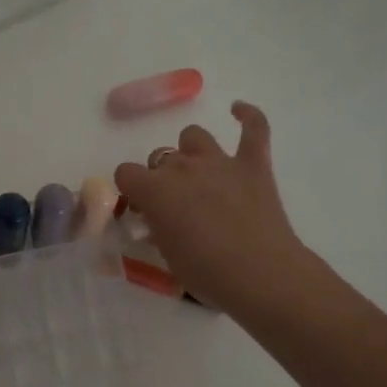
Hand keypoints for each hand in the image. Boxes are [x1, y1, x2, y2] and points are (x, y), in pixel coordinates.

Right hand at [113, 102, 314, 316]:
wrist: (260, 275)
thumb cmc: (206, 273)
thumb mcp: (167, 256)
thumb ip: (158, 230)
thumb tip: (159, 222)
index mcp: (155, 190)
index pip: (126, 173)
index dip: (131, 190)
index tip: (140, 209)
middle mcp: (183, 167)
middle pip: (160, 158)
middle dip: (162, 178)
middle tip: (174, 205)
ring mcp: (220, 161)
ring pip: (194, 136)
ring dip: (191, 152)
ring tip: (198, 174)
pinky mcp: (254, 165)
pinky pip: (253, 127)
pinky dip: (247, 116)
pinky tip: (238, 111)